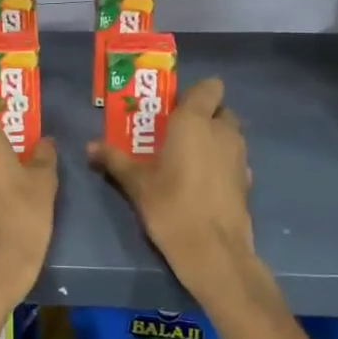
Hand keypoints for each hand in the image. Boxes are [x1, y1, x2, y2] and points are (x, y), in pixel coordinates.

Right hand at [90, 77, 252, 284]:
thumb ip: (114, 159)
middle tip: (176, 134)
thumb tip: (89, 146)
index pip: (210, 86)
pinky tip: (203, 184)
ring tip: (187, 160)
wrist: (214, 251)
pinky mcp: (248, 180)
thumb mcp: (136, 183)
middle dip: (203, 116)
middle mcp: (223, 131)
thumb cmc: (171, 206)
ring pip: (230, 134)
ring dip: (214, 139)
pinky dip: (222, 163)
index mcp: (195, 121)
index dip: (194, 94)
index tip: (174, 110)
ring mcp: (240, 156)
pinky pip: (234, 159)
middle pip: (220, 110)